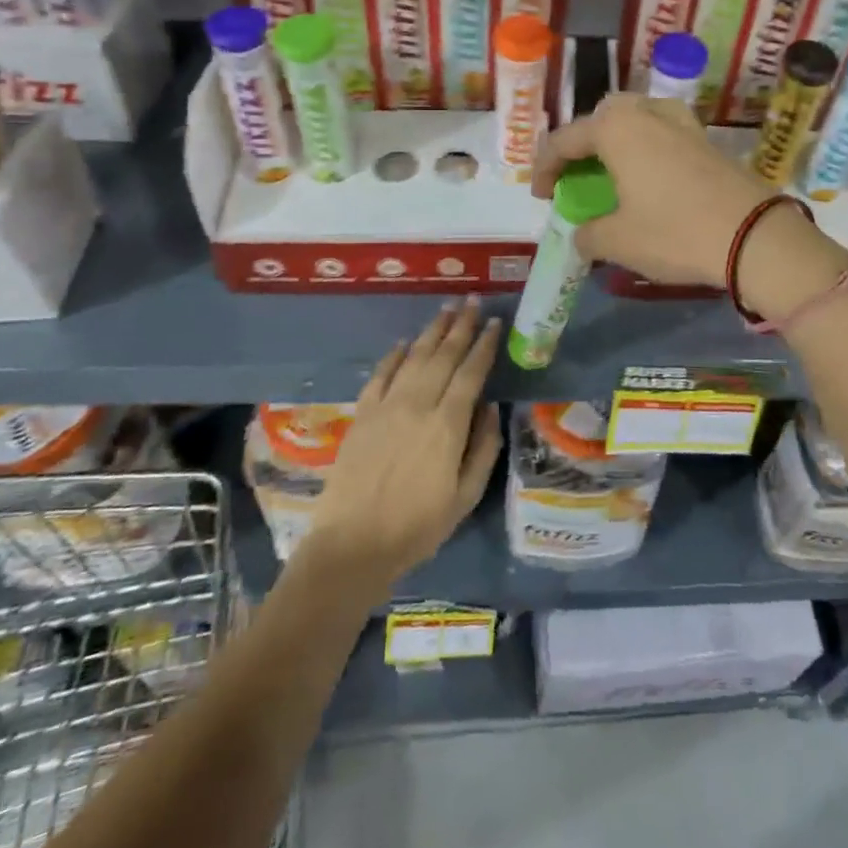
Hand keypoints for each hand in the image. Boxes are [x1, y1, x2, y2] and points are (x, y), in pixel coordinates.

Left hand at [302, 298, 502, 590]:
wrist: (352, 545)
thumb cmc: (417, 527)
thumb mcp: (465, 496)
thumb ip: (484, 448)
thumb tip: (491, 408)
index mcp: (447, 424)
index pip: (471, 372)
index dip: (484, 345)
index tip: (495, 323)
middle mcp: (417, 405)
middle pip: (443, 355)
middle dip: (461, 326)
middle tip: (472, 301)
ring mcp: (386, 406)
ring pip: (413, 357)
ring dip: (432, 331)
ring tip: (446, 309)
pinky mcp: (362, 414)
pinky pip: (380, 374)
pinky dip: (394, 355)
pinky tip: (404, 343)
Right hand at [533, 94, 847, 318]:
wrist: (755, 237)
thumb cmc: (674, 233)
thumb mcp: (618, 241)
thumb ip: (588, 235)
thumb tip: (583, 235)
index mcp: (616, 128)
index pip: (564, 140)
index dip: (544, 168)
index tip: (540, 196)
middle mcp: (647, 113)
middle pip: (602, 118)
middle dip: (583, 143)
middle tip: (577, 175)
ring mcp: (682, 123)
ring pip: (637, 119)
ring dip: (617, 142)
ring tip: (612, 173)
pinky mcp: (707, 140)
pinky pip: (663, 135)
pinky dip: (646, 150)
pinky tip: (649, 180)